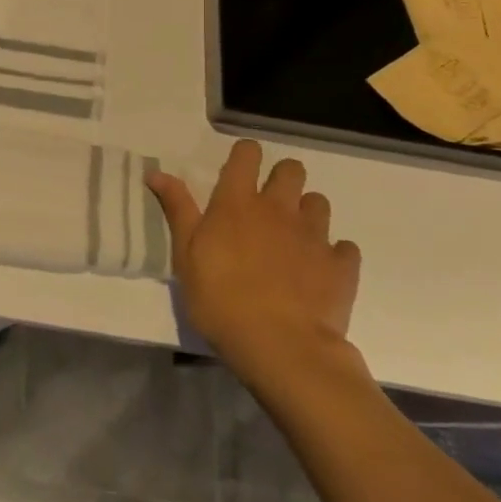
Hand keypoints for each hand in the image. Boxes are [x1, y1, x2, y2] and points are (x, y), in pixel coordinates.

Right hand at [147, 141, 363, 398]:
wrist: (280, 347)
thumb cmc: (219, 299)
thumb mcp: (185, 255)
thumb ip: (177, 209)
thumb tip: (156, 172)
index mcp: (237, 202)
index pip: (247, 154)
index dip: (244, 155)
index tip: (238, 171)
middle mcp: (279, 209)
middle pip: (291, 170)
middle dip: (282, 178)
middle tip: (268, 204)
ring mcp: (314, 236)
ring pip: (319, 203)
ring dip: (306, 213)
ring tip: (293, 238)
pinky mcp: (341, 265)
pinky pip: (344, 247)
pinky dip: (333, 253)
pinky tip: (319, 270)